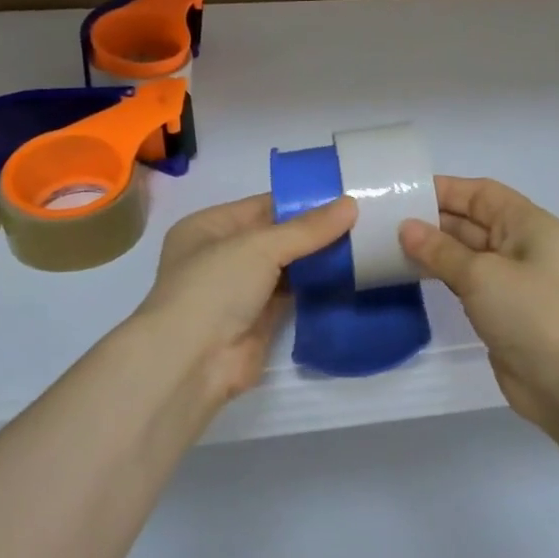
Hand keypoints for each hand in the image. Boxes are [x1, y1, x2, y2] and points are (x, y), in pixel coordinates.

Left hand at [134, 193, 356, 406]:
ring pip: (287, 267)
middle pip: (277, 236)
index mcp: (209, 227)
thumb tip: (351, 204)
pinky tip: (350, 275)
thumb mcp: (259, 246)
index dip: (302, 201)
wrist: (193, 361)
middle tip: (364, 220)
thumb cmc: (214, 287)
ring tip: (364, 243)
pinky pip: (294, 295)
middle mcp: (222, 255)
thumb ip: (307, 229)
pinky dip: (317, 287)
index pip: (263, 206)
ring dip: (319, 259)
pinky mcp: (260, 320)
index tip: (345, 196)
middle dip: (315, 232)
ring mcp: (241, 290)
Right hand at [400, 176, 558, 434]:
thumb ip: (440, 249)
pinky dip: (441, 272)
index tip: (404, 192)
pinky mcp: (499, 306)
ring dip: (433, 248)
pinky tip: (411, 272)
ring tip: (390, 244)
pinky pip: (465, 278)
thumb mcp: (480, 274)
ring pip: (465, 251)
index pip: (481, 193)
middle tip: (387, 220)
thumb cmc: (528, 312)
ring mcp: (510, 277)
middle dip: (433, 219)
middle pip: (472, 220)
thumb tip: (405, 228)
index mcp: (527, 224)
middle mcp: (520, 244)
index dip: (445, 190)